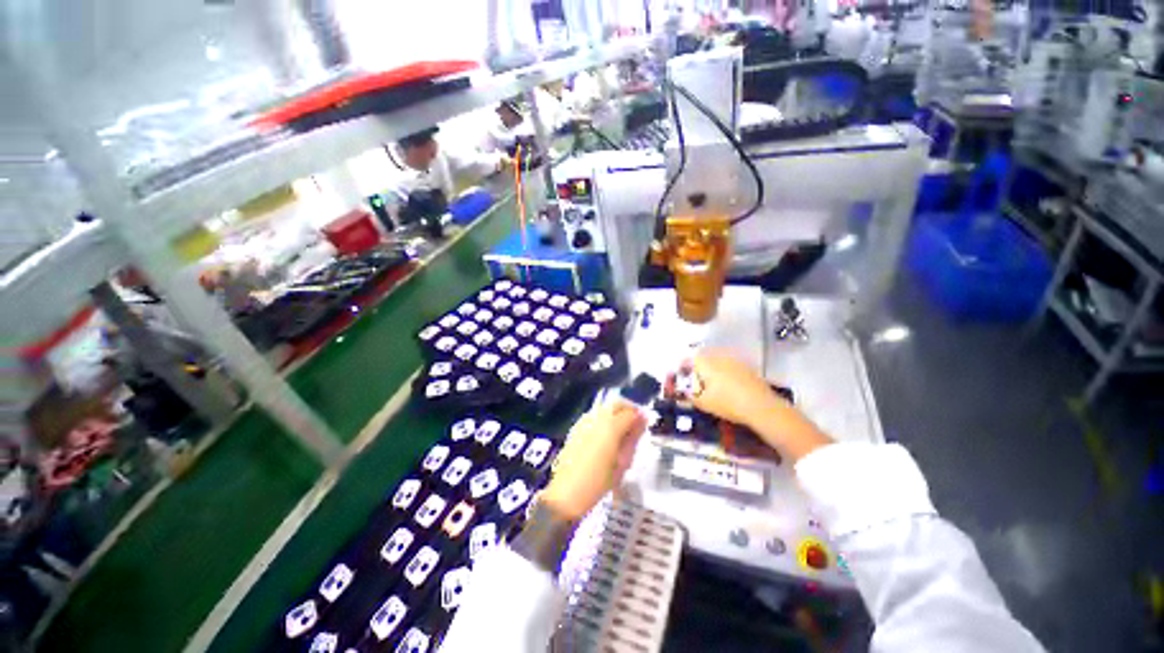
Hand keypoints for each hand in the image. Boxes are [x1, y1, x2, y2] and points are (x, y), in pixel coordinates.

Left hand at [540, 400, 646, 520]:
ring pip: (605, 408)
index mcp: (611, 426)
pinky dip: (604, 419)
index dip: (639, 416)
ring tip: (622, 431)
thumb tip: (642, 421)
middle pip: (616, 404)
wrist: (566, 493)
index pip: (630, 412)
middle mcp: (597, 418)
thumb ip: (633, 438)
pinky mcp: (576, 427)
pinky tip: (606, 435)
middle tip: (635, 424)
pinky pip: (594, 415)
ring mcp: (585, 421)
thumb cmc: (599, 481)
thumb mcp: (622, 462)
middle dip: (628, 409)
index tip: (645, 423)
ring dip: (616, 413)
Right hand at [685, 350, 832, 461]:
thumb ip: (690, 396)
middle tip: (695, 382)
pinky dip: (725, 374)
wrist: (762, 407)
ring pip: (718, 362)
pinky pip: (730, 367)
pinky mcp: (748, 368)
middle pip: (704, 358)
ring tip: (711, 385)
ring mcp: (736, 361)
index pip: (689, 359)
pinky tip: (728, 388)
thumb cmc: (727, 402)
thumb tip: (684, 392)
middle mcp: (720, 357)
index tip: (680, 377)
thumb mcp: (703, 403)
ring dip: (712, 370)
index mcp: (706, 362)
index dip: (683, 367)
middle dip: (697, 368)